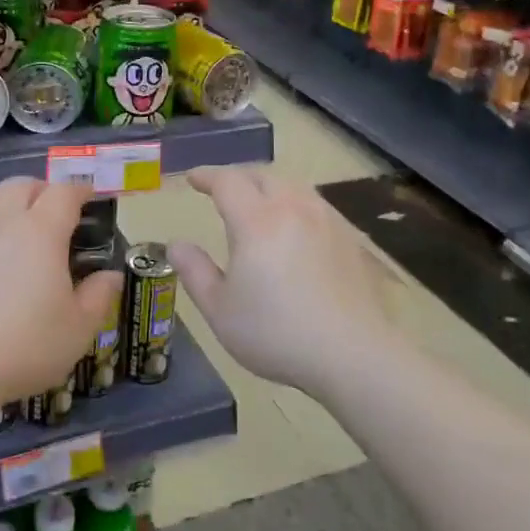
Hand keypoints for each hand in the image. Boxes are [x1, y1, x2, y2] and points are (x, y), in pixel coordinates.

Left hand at [0, 177, 121, 407]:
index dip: (79, 191)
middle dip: (43, 192)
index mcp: (41, 230)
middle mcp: (0, 216)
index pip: (64, 192)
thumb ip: (98, 297)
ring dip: (7, 202)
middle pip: (24, 185)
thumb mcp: (76, 331)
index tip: (88, 199)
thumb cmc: (21, 347)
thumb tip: (110, 275)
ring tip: (13, 227)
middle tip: (52, 216)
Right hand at [169, 165, 396, 398]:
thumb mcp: (220, 310)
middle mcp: (292, 208)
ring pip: (293, 186)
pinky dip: (295, 204)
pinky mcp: (350, 238)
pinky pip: (315, 205)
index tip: (193, 179)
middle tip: (223, 190)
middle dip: (238, 177)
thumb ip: (195, 272)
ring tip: (258, 204)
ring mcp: (326, 220)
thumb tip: (176, 244)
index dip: (207, 176)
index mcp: (256, 220)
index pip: (227, 181)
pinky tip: (295, 228)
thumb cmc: (277, 333)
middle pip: (262, 176)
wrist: (353, 355)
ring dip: (269, 187)